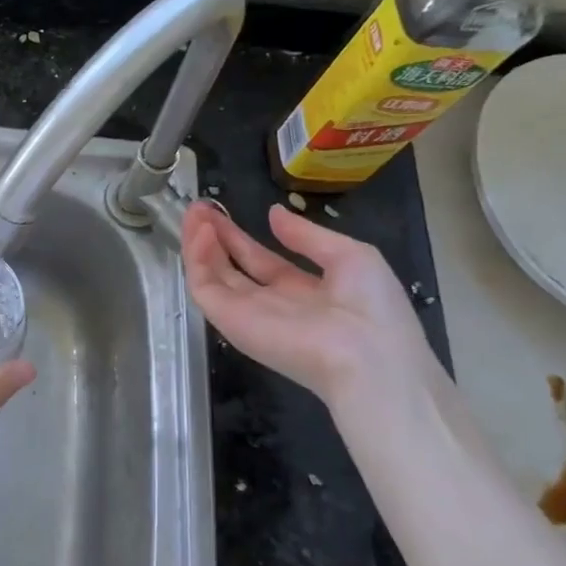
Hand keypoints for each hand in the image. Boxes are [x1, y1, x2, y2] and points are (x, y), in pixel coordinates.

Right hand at [182, 202, 436, 413]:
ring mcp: (247, 314)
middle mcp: (271, 304)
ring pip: (212, 276)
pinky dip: (197, 259)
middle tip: (198, 207)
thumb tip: (274, 214)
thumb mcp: (350, 256)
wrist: (369, 358)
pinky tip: (200, 232)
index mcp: (303, 291)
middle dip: (214, 237)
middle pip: (231, 267)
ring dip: (199, 243)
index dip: (240, 236)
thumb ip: (307, 236)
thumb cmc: (371, 307)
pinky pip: (204, 288)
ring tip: (194, 212)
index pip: (261, 261)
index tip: (221, 211)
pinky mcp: (230, 322)